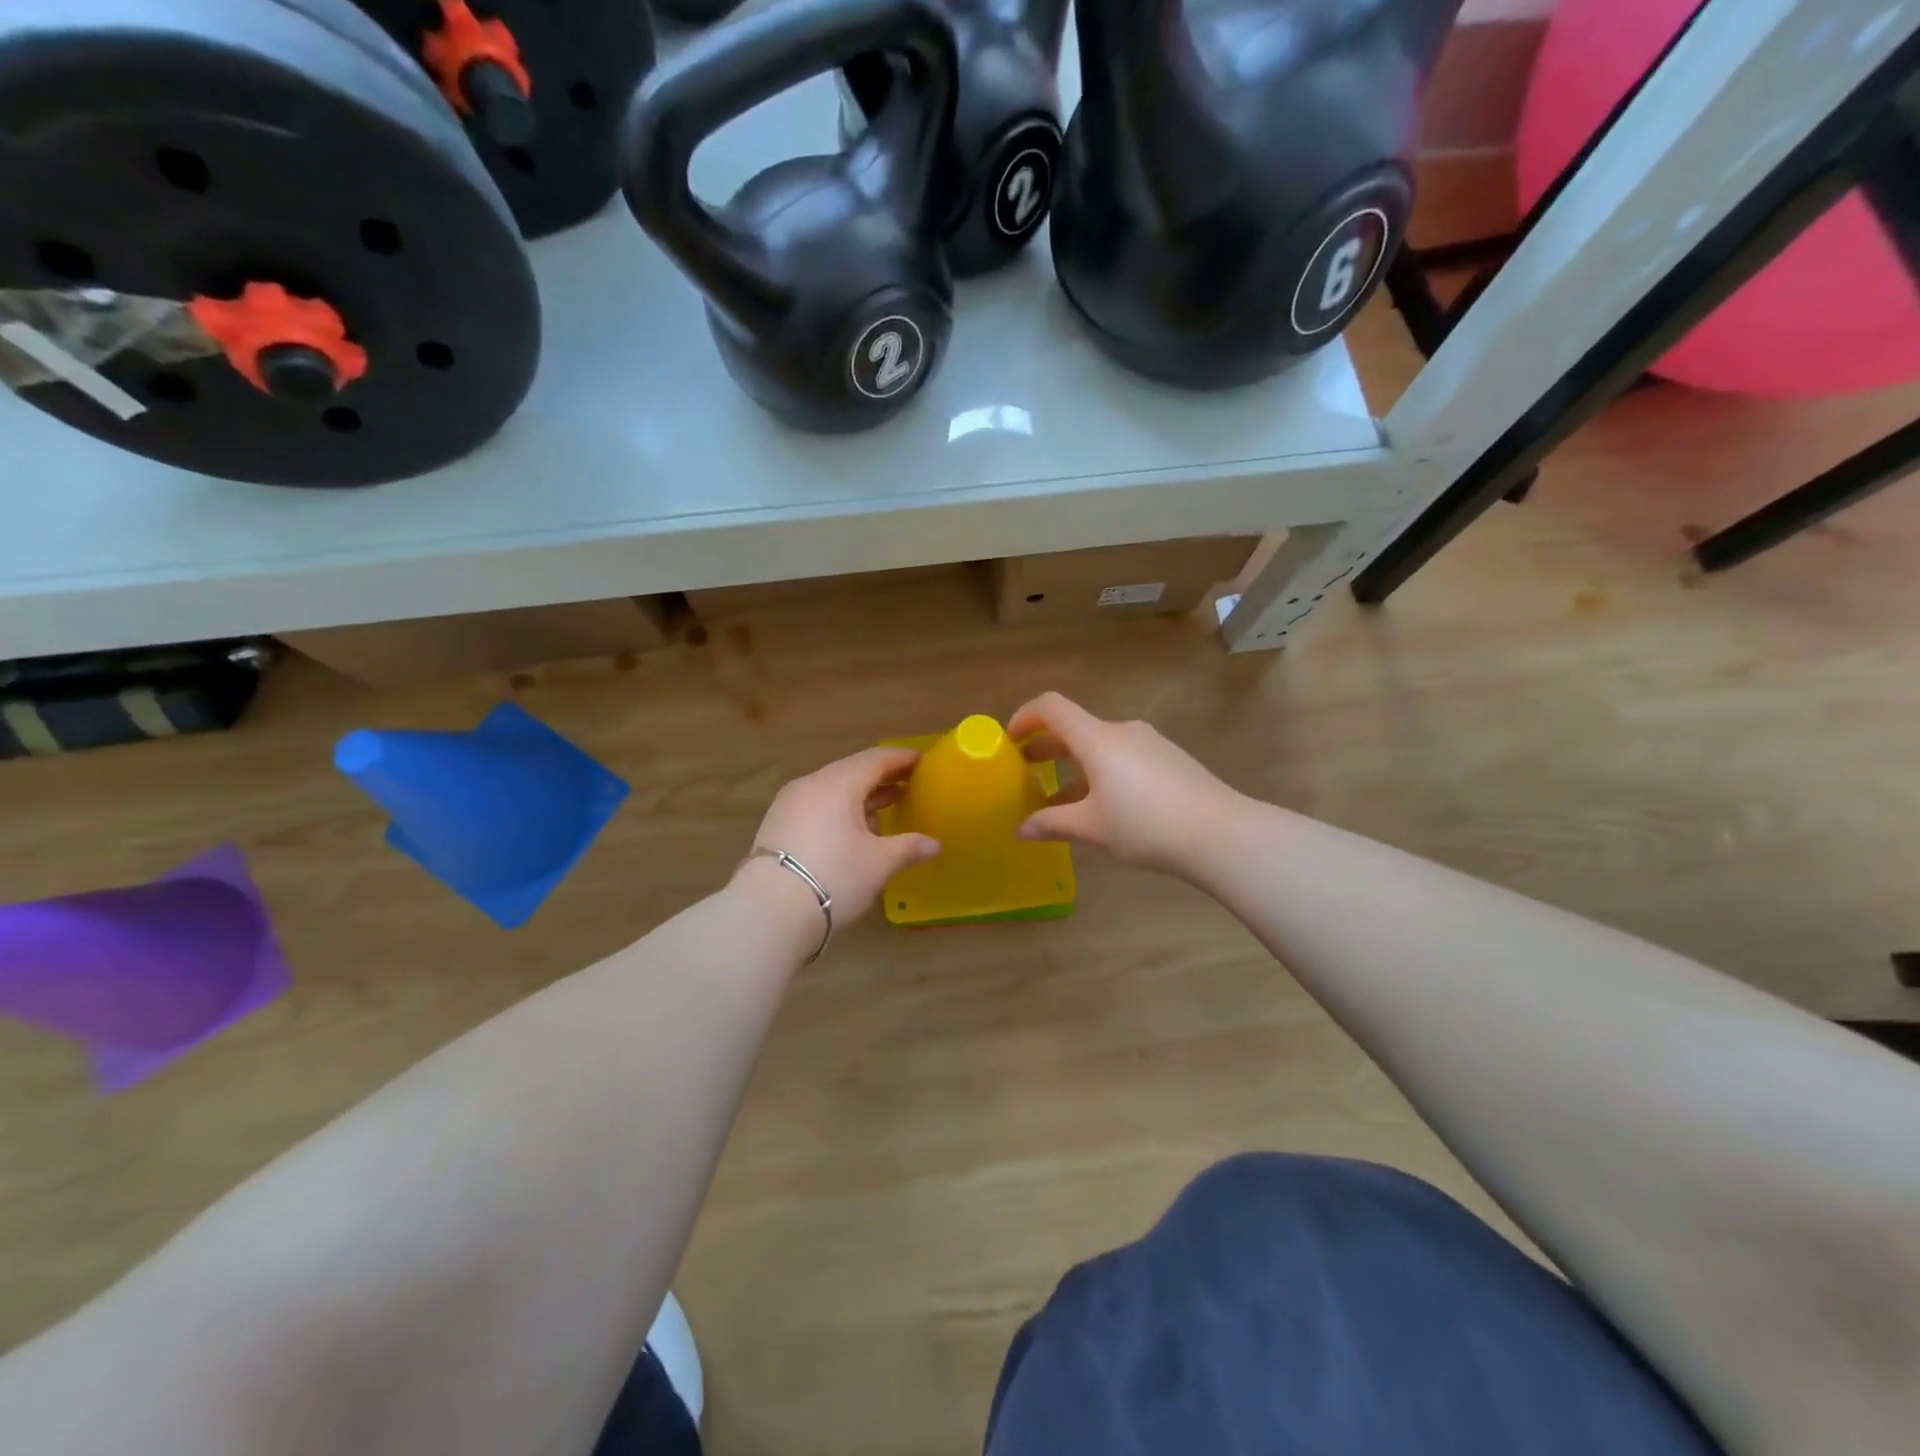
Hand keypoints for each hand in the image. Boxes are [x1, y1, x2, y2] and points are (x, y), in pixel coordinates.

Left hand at [743, 746, 941, 927]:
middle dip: (882, 777)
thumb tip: (935, 844)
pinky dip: (839, 809)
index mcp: (838, 784)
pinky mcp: (777, 824)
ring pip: (832, 789)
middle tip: (908, 783)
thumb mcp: (879, 864)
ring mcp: (789, 803)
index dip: (901, 759)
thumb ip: (909, 848)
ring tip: (885, 807)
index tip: (922, 761)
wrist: (769, 911)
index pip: (876, 759)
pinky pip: (816, 805)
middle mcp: (811, 784)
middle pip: (852, 771)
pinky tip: (853, 829)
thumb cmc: (834, 878)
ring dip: (860, 795)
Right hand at [1008, 692, 1244, 876]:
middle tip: (1025, 770)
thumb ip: (1052, 824)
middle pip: (1075, 728)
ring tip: (1061, 800)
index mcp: (1097, 739)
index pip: (1051, 707)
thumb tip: (1020, 830)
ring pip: (1100, 746)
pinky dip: (1102, 773)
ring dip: (1075, 766)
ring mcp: (1150, 743)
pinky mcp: (1170, 760)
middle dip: (1046, 747)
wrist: (1220, 833)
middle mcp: (1122, 731)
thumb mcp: (1092, 828)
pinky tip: (1103, 807)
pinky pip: (1124, 758)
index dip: (1024, 716)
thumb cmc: (1145, 825)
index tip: (1010, 740)